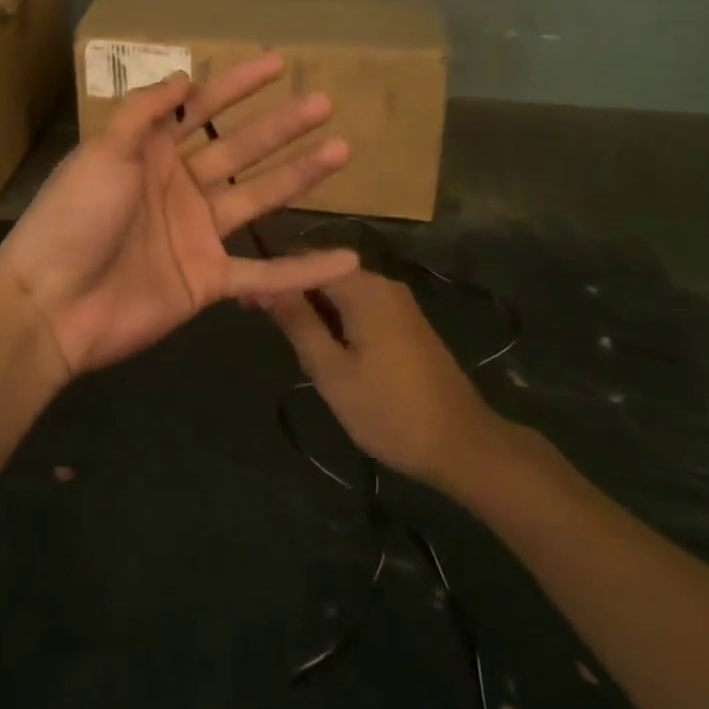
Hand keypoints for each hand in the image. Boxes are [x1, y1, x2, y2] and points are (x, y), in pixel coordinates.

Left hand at [0, 54, 361, 374]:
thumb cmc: (74, 218)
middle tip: (324, 102)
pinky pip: (264, 275)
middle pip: (240, 149)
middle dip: (281, 125)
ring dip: (300, 177)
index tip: (278, 63)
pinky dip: (303, 270)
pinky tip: (346, 260)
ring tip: (342, 150)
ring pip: (259, 199)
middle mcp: (180, 187)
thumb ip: (146, 113)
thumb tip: (186, 76)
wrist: (50, 306)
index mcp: (152, 153)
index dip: (238, 85)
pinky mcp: (208, 280)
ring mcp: (197, 234)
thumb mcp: (103, 152)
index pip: (203, 109)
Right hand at [265, 271, 500, 488]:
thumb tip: (266, 284)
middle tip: (264, 325)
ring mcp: (399, 303)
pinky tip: (328, 349)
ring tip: (291, 341)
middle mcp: (382, 284)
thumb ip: (298, 323)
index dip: (273, 277)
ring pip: (343, 293)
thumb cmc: (389, 411)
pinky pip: (362, 307)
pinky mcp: (408, 323)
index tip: (246, 300)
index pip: (306, 262)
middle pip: (325, 274)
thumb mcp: (332, 372)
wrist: (463, 445)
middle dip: (294, 294)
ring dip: (315, 309)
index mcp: (363, 288)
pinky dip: (339, 320)